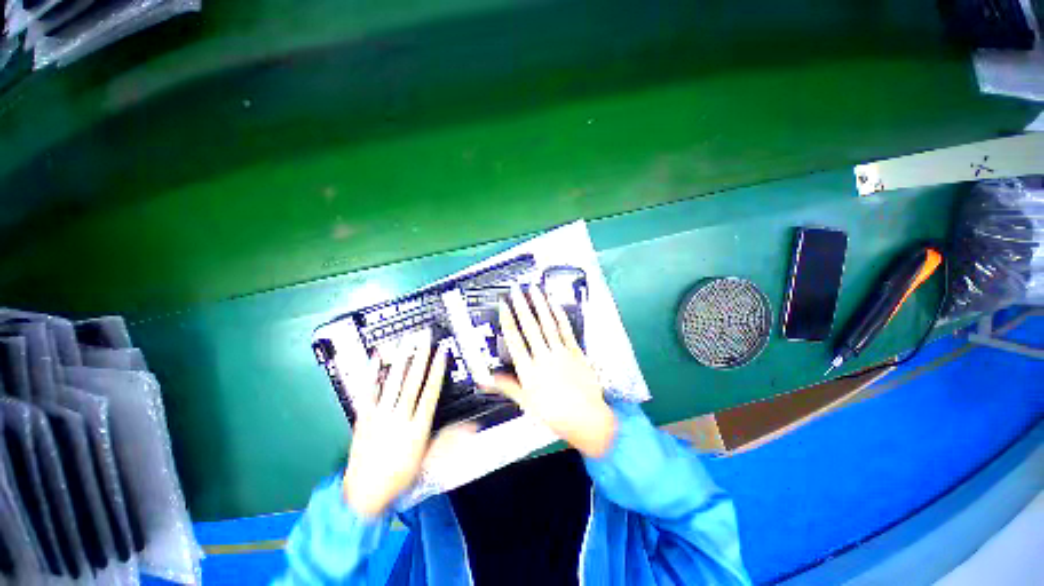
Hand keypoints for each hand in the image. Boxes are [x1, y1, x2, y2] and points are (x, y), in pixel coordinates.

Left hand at [343, 329, 449, 516]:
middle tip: (424, 339)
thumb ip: (450, 441)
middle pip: (412, 382)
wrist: (364, 495)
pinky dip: (371, 374)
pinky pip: (367, 392)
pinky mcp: (362, 418)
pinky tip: (375, 358)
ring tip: (405, 342)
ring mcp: (379, 417)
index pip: (430, 392)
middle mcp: (399, 418)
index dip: (437, 371)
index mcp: (417, 428)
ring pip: (392, 383)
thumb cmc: (399, 476)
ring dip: (400, 360)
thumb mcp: (429, 461)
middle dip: (420, 358)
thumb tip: (472, 428)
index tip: (441, 353)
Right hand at [486, 285, 616, 457]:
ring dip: (540, 306)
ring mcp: (560, 353)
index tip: (504, 306)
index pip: (515, 340)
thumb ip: (508, 387)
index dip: (508, 320)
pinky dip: (560, 316)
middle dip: (522, 306)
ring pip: (548, 325)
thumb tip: (489, 379)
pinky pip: (566, 331)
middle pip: (530, 327)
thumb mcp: (527, 403)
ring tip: (534, 290)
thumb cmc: (555, 413)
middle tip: (516, 290)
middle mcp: (543, 357)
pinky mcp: (575, 352)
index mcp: (529, 370)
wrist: (586, 418)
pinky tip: (555, 305)